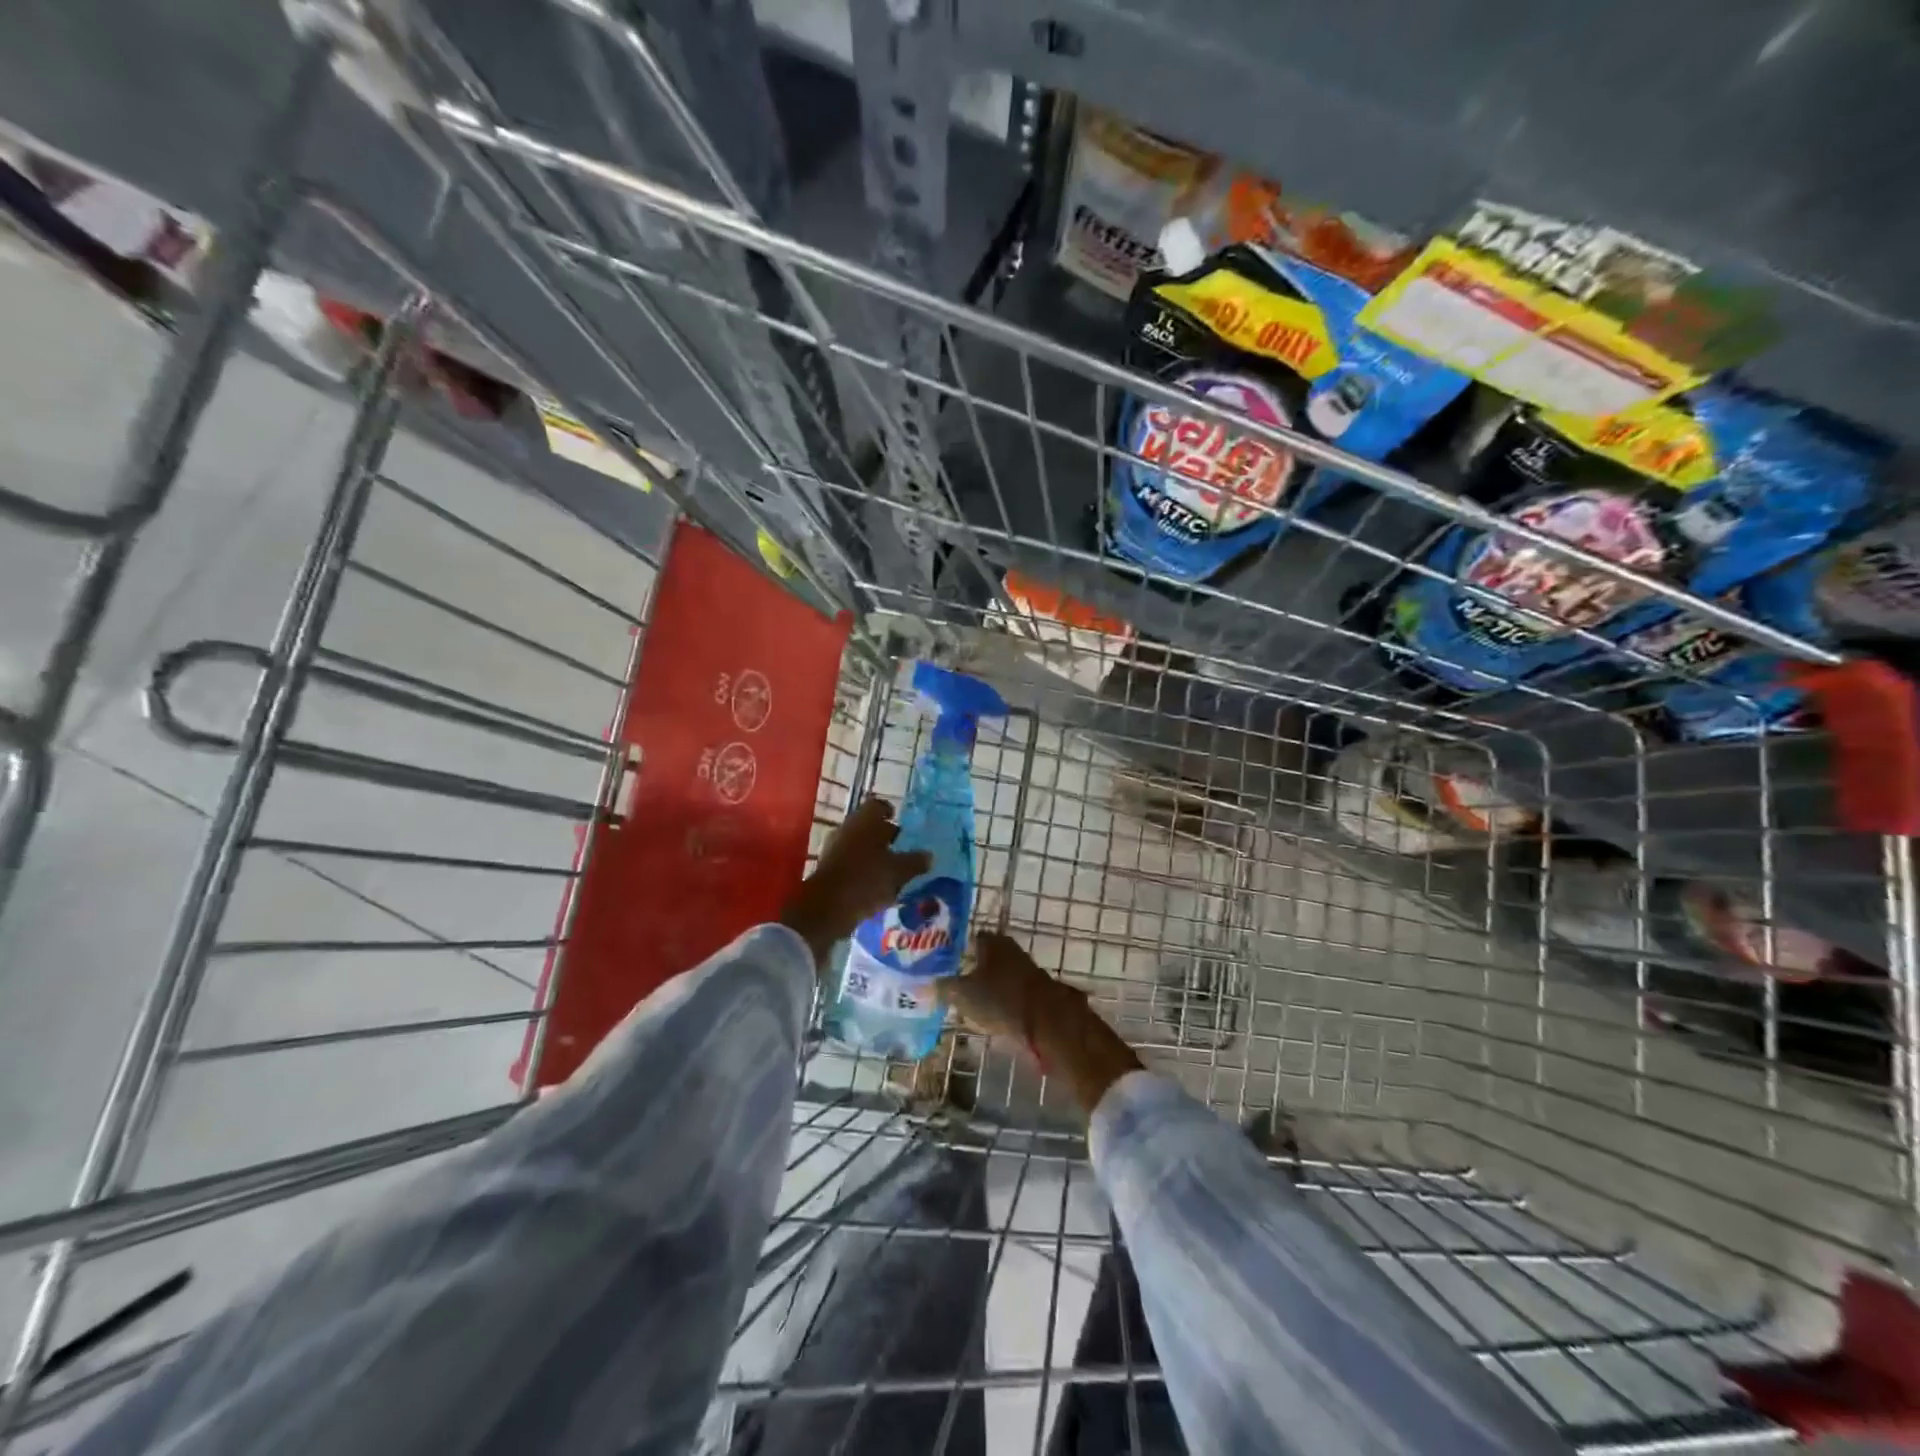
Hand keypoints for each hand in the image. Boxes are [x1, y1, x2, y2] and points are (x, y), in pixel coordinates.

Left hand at [780, 798, 930, 965]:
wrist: (826, 908)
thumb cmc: (866, 879)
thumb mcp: (898, 871)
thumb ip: (915, 862)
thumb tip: (929, 855)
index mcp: (865, 820)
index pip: (878, 805)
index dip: (890, 812)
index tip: (900, 823)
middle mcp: (848, 828)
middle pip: (868, 826)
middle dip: (884, 836)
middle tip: (902, 848)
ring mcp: (835, 848)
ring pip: (859, 845)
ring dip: (874, 854)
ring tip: (892, 870)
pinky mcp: (828, 868)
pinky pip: (850, 863)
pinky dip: (863, 870)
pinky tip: (876, 886)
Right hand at [940, 931, 1082, 1040]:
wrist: (1045, 1021)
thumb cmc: (1000, 998)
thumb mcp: (962, 994)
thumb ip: (941, 989)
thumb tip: (918, 986)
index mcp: (991, 941)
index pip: (969, 938)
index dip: (955, 950)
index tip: (942, 963)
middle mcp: (1009, 948)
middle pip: (984, 955)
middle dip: (969, 967)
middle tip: (950, 982)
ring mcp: (1024, 968)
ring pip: (997, 973)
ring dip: (985, 984)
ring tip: (966, 1000)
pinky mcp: (1034, 990)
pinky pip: (1009, 990)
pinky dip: (999, 997)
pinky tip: (988, 1011)